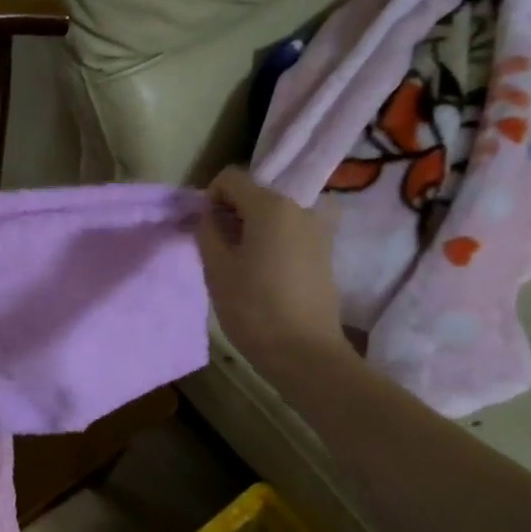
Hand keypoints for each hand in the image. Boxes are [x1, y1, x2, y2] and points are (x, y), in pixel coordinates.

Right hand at [196, 167, 348, 369]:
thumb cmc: (253, 308)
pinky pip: (292, 229)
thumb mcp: (216, 267)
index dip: (210, 198)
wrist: (304, 352)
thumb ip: (207, 230)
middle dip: (233, 212)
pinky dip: (274, 239)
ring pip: (275, 211)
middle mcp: (301, 205)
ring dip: (254, 226)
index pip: (231, 178)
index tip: (205, 229)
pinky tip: (265, 270)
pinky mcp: (326, 250)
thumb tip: (209, 214)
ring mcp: (319, 227)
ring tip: (243, 260)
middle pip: (256, 192)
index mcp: (271, 204)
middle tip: (220, 247)